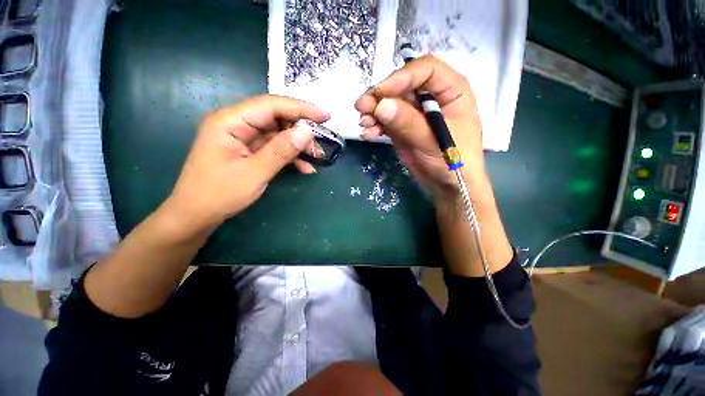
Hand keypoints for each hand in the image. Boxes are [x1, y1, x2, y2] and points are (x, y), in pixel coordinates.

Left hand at [163, 95, 329, 236]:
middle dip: (301, 129)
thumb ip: (281, 151)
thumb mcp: (254, 173)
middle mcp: (237, 124)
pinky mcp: (249, 150)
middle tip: (321, 143)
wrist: (197, 215)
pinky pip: (274, 148)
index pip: (271, 105)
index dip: (300, 108)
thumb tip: (307, 131)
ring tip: (316, 157)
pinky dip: (290, 156)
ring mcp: (244, 138)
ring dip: (298, 145)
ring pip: (278, 134)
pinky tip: (305, 168)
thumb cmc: (219, 194)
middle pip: (276, 118)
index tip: (325, 115)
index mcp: (230, 121)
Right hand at [355, 56, 486, 203]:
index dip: (401, 77)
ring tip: (363, 124)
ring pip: (391, 103)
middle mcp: (432, 97)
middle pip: (403, 86)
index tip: (380, 94)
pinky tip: (368, 134)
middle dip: (380, 96)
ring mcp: (416, 113)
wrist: (447, 186)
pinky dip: (376, 126)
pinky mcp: (404, 127)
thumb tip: (381, 105)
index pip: (426, 70)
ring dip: (374, 112)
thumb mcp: (433, 142)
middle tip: (361, 107)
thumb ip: (408, 123)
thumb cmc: (453, 162)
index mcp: (451, 91)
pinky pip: (386, 121)